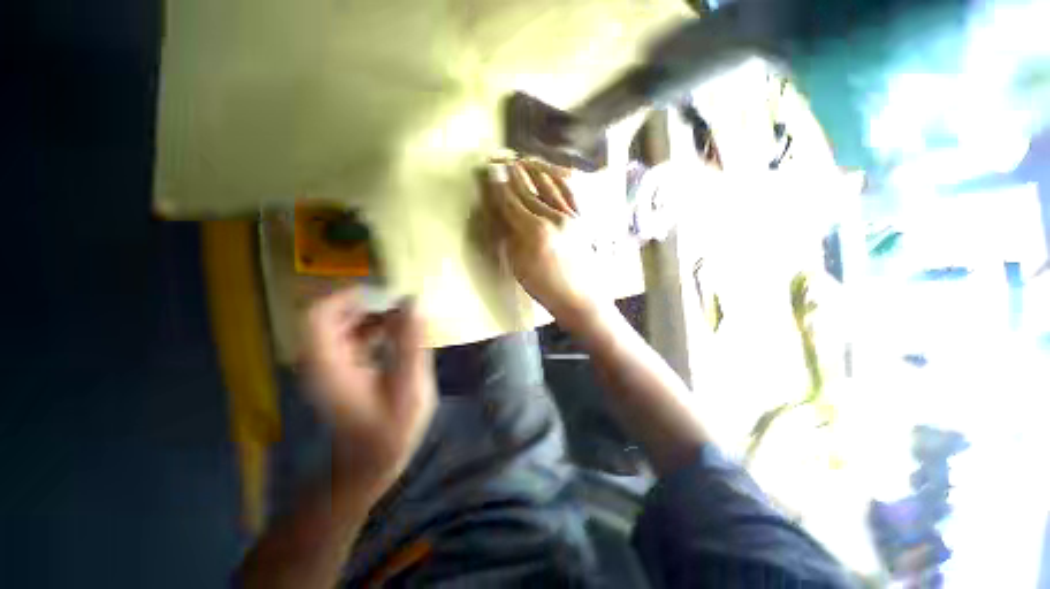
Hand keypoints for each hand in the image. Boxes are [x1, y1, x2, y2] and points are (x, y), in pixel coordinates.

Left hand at [301, 289, 436, 494]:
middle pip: (331, 315)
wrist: (370, 462)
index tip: (384, 294)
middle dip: (367, 304)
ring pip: (344, 324)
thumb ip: (411, 343)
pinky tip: (399, 335)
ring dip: (374, 315)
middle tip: (401, 304)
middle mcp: (321, 360)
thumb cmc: (391, 431)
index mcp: (329, 365)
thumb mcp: (409, 388)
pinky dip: (375, 328)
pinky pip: (353, 335)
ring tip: (406, 318)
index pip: (318, 316)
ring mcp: (330, 364)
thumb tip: (414, 301)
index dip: (347, 296)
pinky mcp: (341, 368)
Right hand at [483, 160, 598, 319]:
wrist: (578, 297)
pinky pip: (570, 194)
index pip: (511, 203)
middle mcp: (553, 218)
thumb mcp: (518, 265)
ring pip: (550, 187)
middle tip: (501, 161)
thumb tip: (500, 215)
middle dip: (513, 176)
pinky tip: (551, 173)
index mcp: (534, 231)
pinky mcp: (581, 219)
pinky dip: (559, 181)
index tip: (489, 172)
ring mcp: (570, 216)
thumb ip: (509, 237)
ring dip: (534, 172)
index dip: (498, 188)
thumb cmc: (544, 287)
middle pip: (528, 192)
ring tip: (523, 161)